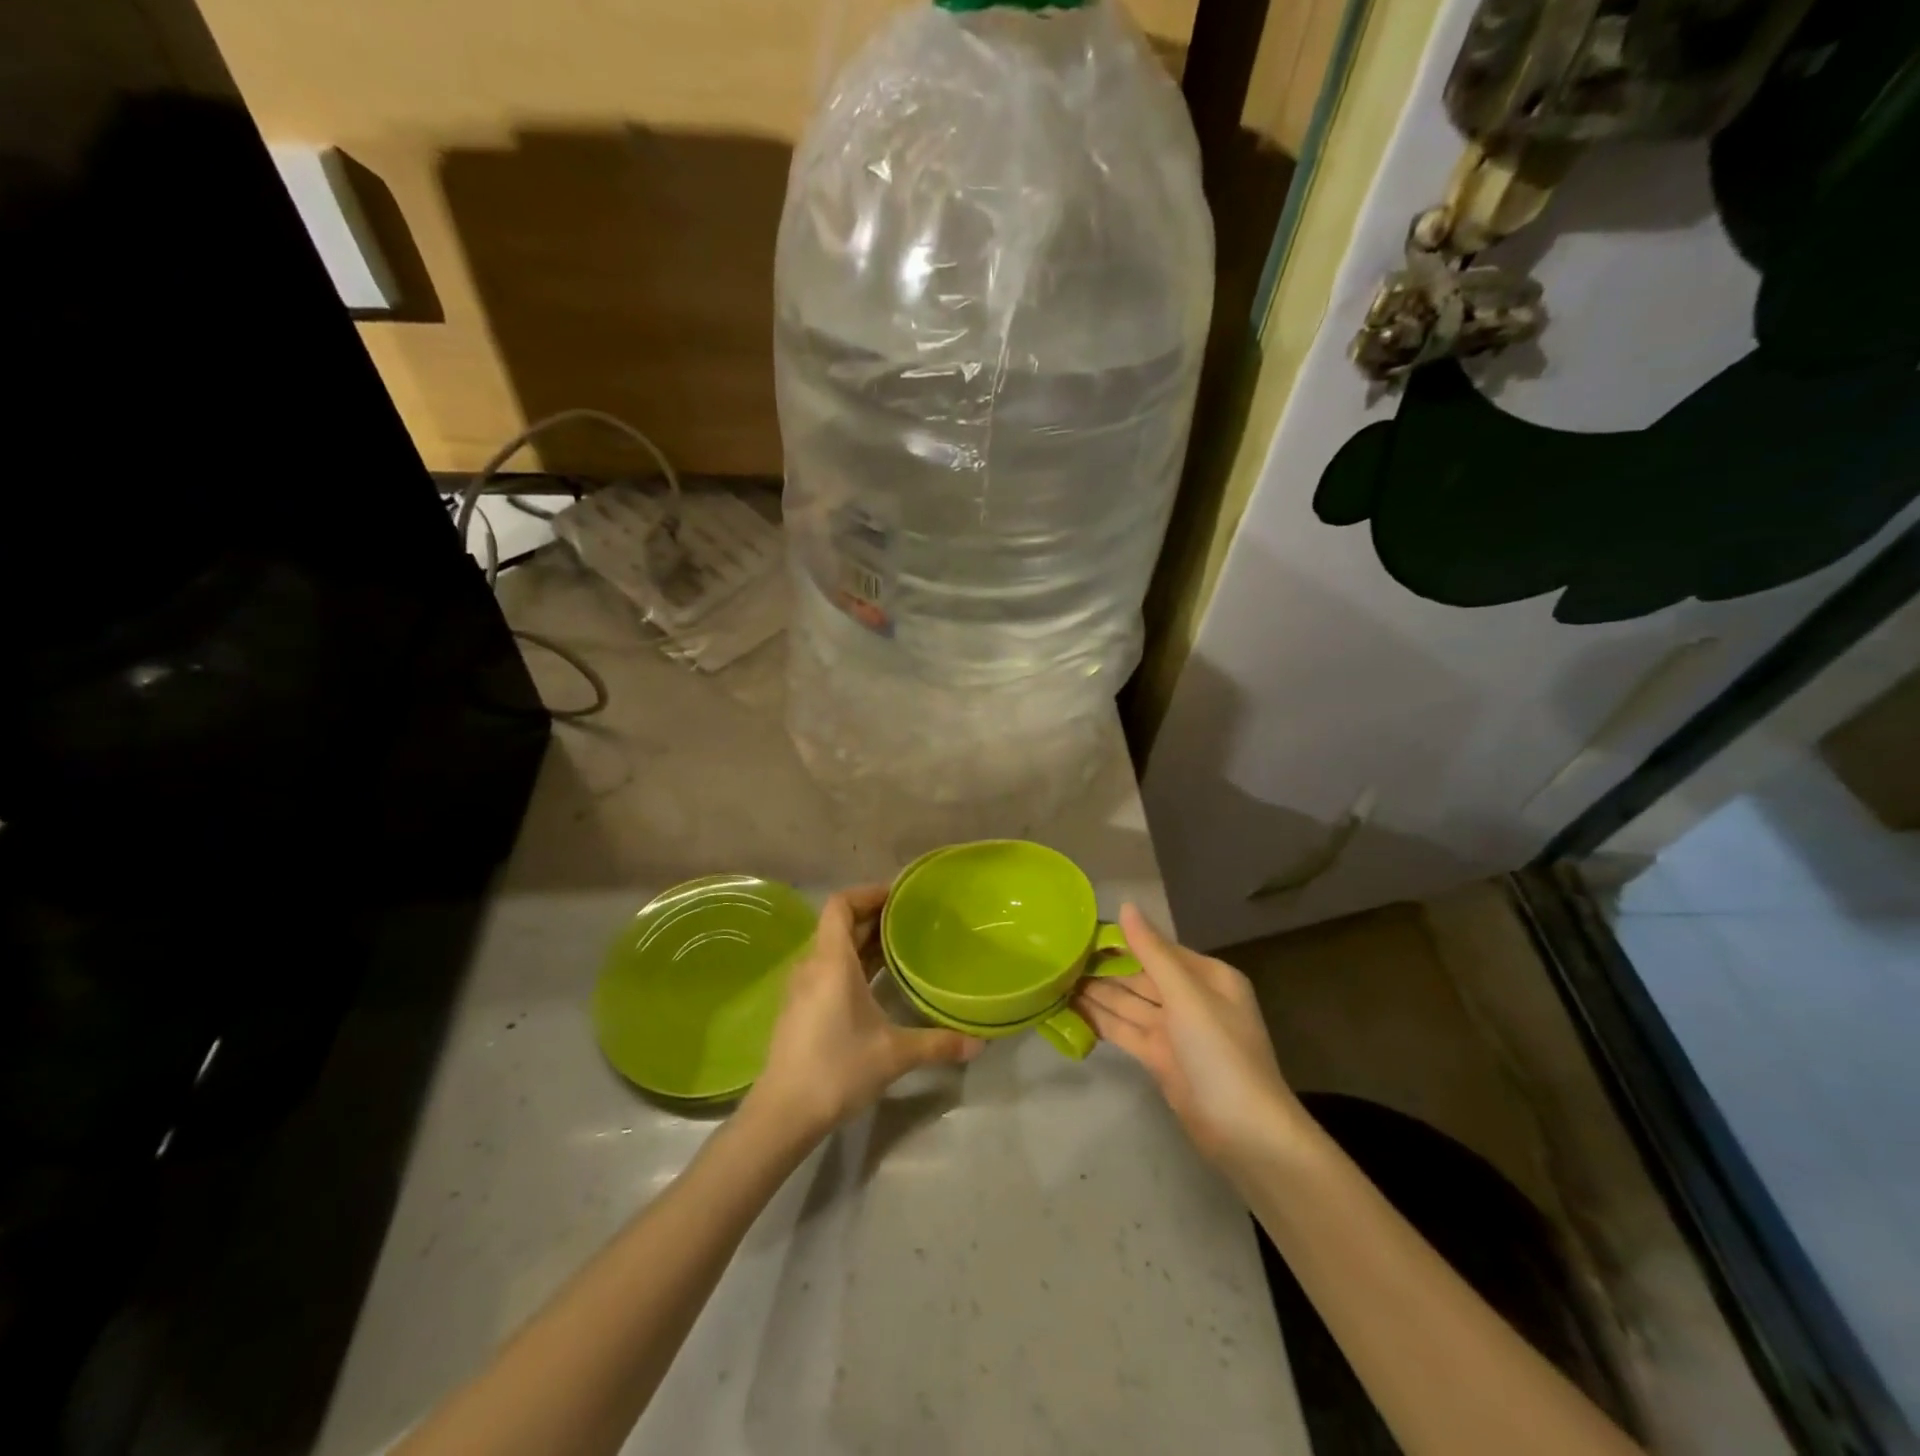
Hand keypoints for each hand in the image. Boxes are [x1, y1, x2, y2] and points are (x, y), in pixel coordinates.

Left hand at [745, 885, 983, 1142]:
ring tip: (898, 946)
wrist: (783, 1113)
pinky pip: (827, 970)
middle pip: (839, 924)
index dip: (867, 893)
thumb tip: (979, 1044)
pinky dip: (851, 964)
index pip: (840, 904)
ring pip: (832, 948)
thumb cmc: (837, 1068)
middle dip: (873, 917)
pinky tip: (875, 983)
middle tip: (910, 919)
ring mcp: (801, 988)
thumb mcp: (894, 1054)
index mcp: (831, 961)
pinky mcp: (799, 1009)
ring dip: (862, 942)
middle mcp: (812, 965)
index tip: (898, 896)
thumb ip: (937, 1043)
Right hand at [1072, 904, 1301, 1164]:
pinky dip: (1102, 1020)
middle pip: (1140, 976)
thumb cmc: (1220, 1053)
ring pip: (1130, 1004)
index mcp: (1206, 977)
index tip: (1081, 930)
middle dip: (1104, 968)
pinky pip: (1127, 1030)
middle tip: (1059, 955)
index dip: (1121, 940)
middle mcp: (1191, 999)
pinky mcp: (1161, 1059)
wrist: (1245, 1133)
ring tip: (1057, 977)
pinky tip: (1072, 1009)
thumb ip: (1152, 952)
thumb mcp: (1187, 995)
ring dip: (1098, 993)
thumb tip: (1125, 906)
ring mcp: (1175, 1031)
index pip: (1156, 949)